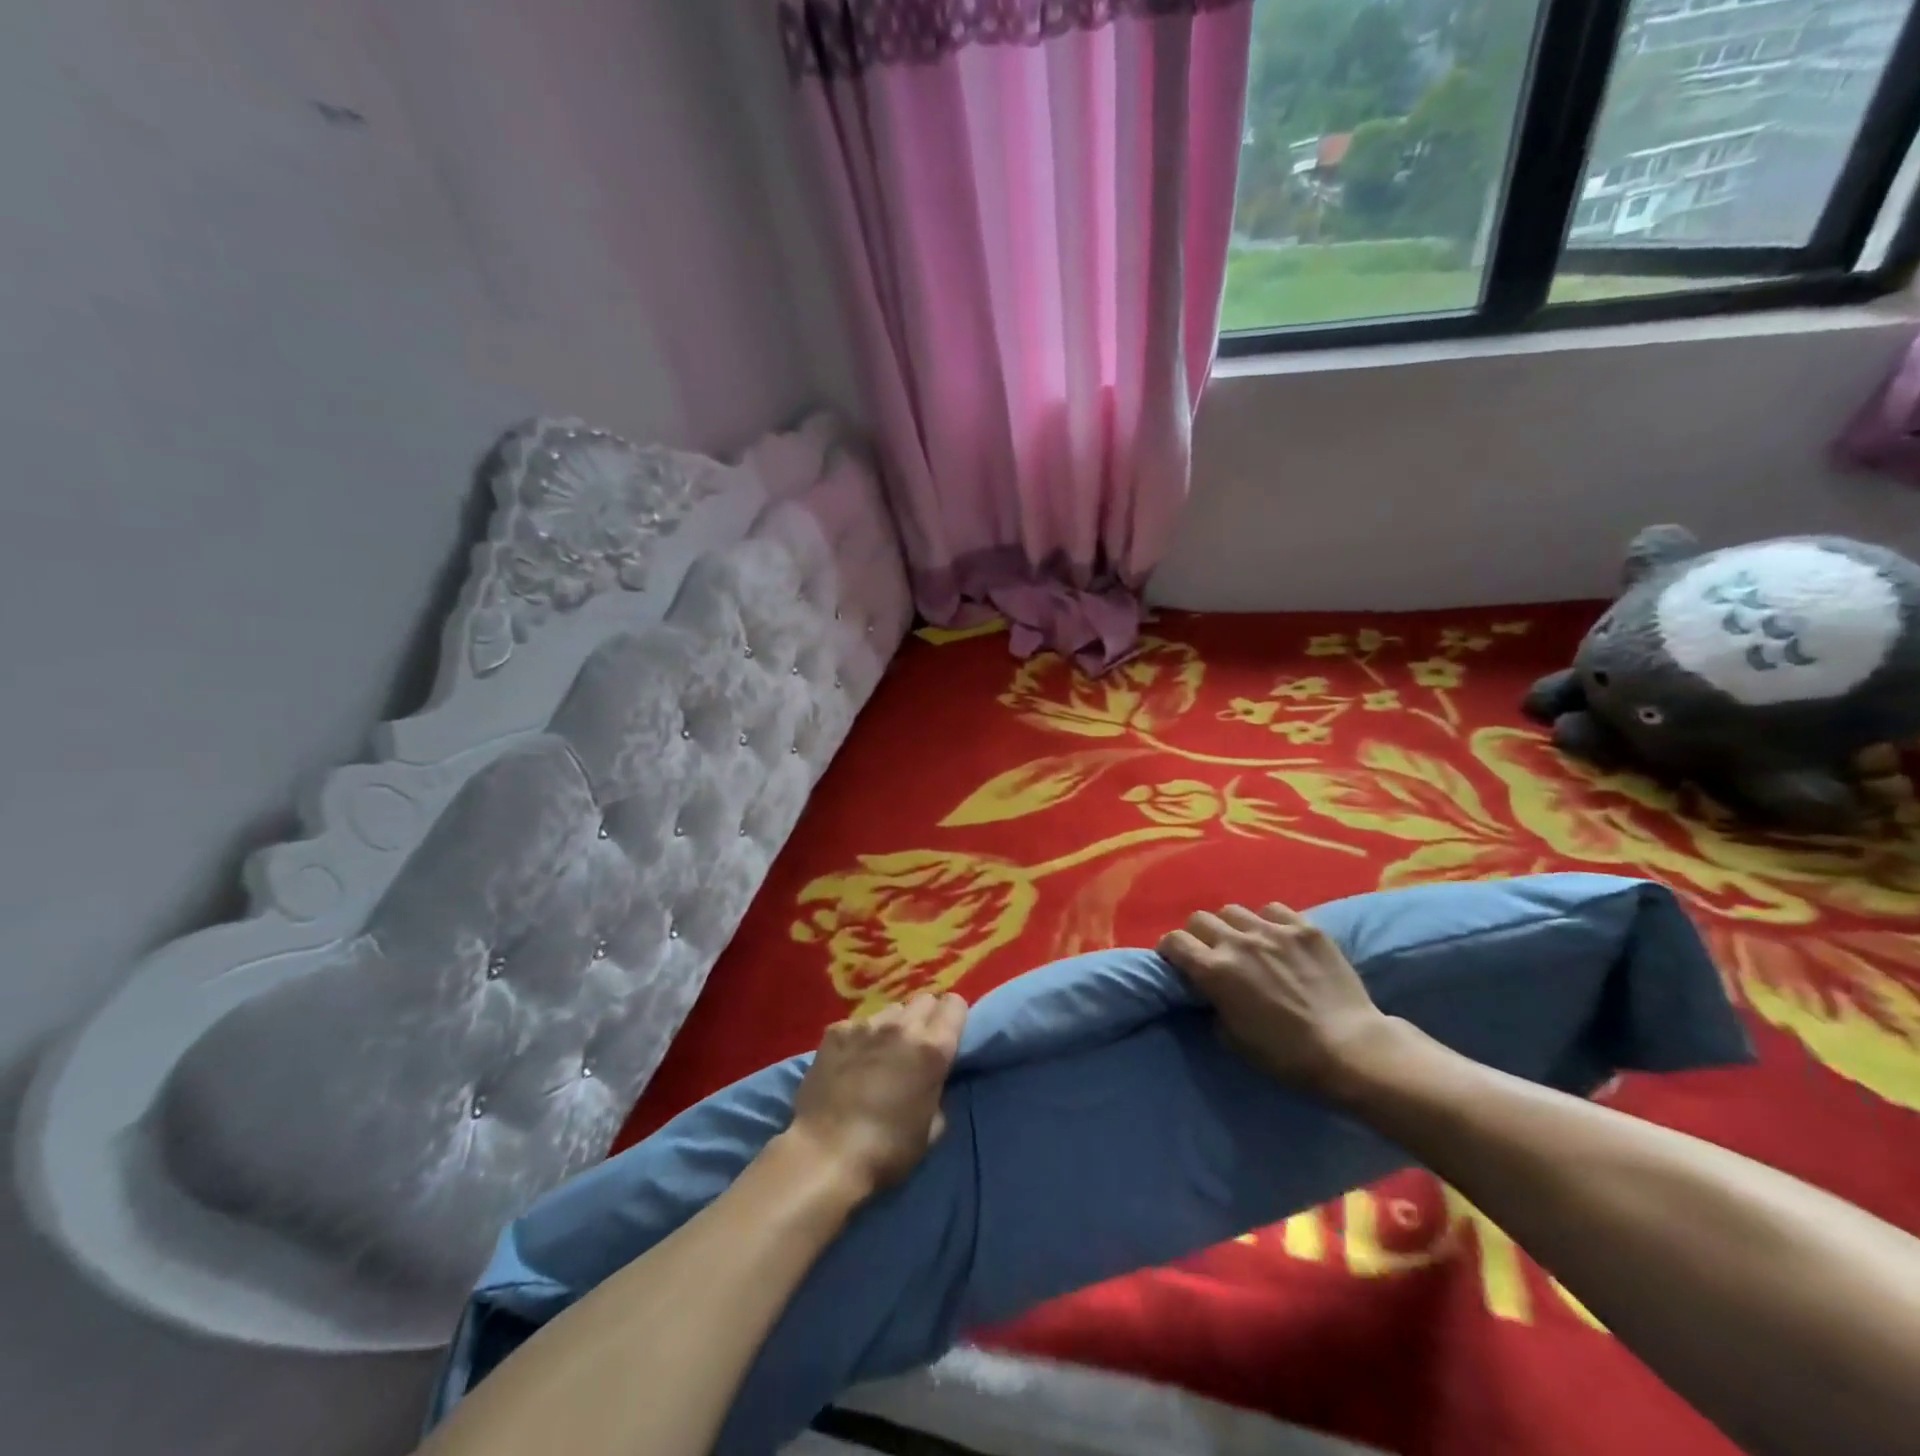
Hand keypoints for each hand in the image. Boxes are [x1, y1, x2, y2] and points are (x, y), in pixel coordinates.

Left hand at [784, 992, 968, 1198]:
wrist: (826, 1155)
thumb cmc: (887, 1150)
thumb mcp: (932, 1129)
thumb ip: (939, 1092)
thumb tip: (933, 1080)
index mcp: (933, 1049)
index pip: (955, 1004)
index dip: (953, 1018)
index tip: (948, 1036)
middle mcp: (902, 1026)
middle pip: (924, 1000)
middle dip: (925, 1019)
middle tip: (915, 1048)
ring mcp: (866, 1024)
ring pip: (891, 1010)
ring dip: (893, 1027)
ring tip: (880, 1054)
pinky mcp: (836, 1031)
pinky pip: (857, 1023)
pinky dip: (860, 1038)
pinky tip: (849, 1062)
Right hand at [1158, 903, 1401, 1101]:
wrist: (1351, 1049)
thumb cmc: (1287, 1056)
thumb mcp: (1233, 1040)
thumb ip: (1213, 1006)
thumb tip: (1210, 992)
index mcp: (1215, 970)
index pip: (1174, 941)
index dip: (1170, 950)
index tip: (1176, 961)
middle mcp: (1238, 941)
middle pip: (1200, 919)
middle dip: (1198, 935)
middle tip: (1210, 953)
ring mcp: (1273, 930)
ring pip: (1234, 910)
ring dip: (1232, 926)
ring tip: (1245, 943)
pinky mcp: (1305, 928)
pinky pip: (1273, 909)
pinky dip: (1268, 920)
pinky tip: (1278, 938)